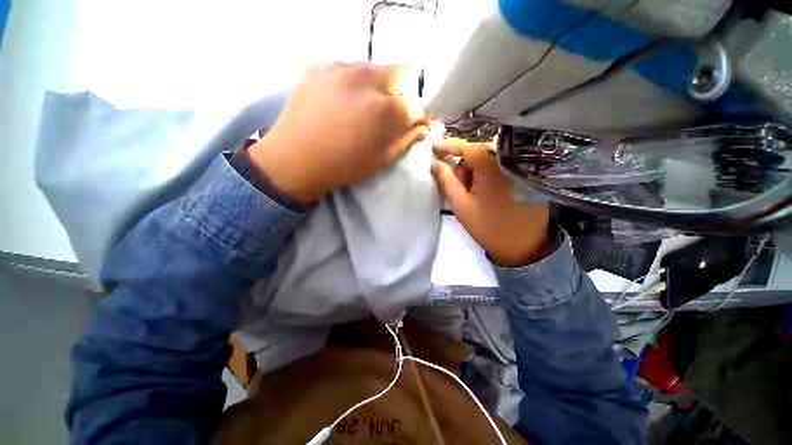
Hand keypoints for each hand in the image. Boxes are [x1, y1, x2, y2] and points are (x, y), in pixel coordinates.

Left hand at [248, 63, 429, 204]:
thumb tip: (421, 127)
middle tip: (390, 111)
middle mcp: (366, 80)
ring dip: (377, 86)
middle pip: (400, 72)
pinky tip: (341, 100)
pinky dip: (352, 82)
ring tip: (363, 107)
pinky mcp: (319, 67)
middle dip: (403, 92)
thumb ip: (405, 140)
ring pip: (373, 68)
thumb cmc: (343, 166)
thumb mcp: (381, 160)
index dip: (417, 115)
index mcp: (384, 110)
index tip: (413, 123)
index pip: (415, 103)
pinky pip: (347, 68)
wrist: (294, 160)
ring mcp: (340, 69)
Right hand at [432, 139, 552, 266]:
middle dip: (465, 167)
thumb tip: (435, 163)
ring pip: (490, 159)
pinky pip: (502, 165)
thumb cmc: (488, 227)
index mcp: (494, 167)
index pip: (469, 148)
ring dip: (476, 172)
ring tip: (474, 194)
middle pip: (479, 153)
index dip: (450, 146)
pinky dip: (489, 174)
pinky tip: (487, 192)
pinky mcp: (528, 174)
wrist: (523, 246)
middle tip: (460, 189)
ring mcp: (522, 167)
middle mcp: (511, 161)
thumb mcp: (461, 206)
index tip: (435, 147)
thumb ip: (447, 181)